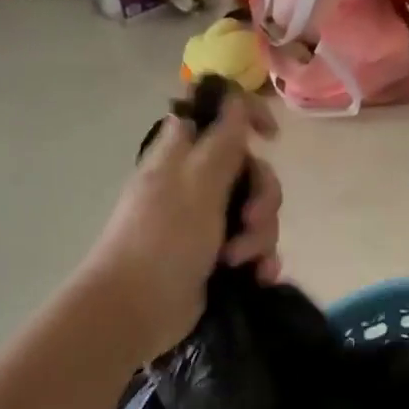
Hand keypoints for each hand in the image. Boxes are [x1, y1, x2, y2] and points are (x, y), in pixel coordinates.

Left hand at [79, 92, 282, 361]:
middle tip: (249, 221)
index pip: (218, 115)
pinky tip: (259, 276)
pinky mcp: (216, 256)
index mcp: (184, 154)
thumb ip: (224, 139)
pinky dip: (260, 260)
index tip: (271, 137)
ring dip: (260, 236)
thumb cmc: (164, 237)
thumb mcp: (199, 181)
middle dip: (262, 198)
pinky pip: (254, 247)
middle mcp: (196, 183)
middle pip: (251, 170)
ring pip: (257, 213)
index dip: (247, 115)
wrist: (138, 308)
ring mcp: (206, 222)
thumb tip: (234, 100)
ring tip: (241, 260)